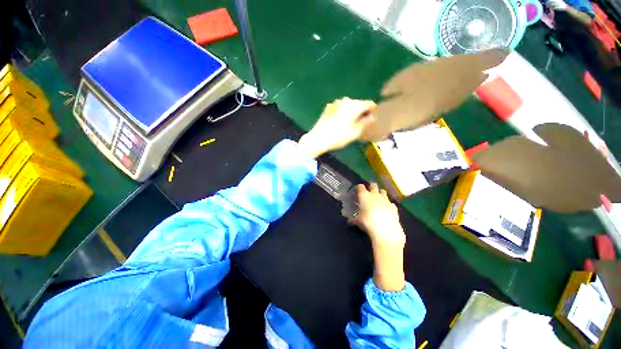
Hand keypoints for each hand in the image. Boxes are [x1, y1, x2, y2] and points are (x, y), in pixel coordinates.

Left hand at [298, 98, 375, 157]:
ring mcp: (335, 103)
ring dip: (352, 111)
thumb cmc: (339, 137)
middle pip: (359, 103)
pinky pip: (340, 107)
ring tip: (351, 123)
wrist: (318, 138)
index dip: (373, 110)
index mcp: (355, 105)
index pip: (369, 103)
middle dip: (362, 111)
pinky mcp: (328, 107)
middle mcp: (346, 100)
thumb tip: (371, 117)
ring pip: (349, 105)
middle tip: (362, 123)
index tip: (372, 119)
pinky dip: (343, 112)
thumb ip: (365, 123)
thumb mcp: (355, 133)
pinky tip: (340, 122)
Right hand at [349, 183, 404, 248]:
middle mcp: (375, 195)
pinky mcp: (393, 207)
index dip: (359, 188)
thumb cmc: (367, 222)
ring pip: (383, 191)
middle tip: (369, 192)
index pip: (360, 187)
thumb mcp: (358, 222)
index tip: (358, 190)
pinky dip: (388, 205)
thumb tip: (349, 222)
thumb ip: (353, 220)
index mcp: (364, 196)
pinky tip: (387, 210)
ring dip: (380, 193)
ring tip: (378, 199)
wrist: (385, 230)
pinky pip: (390, 202)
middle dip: (371, 187)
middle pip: (373, 185)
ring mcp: (385, 200)